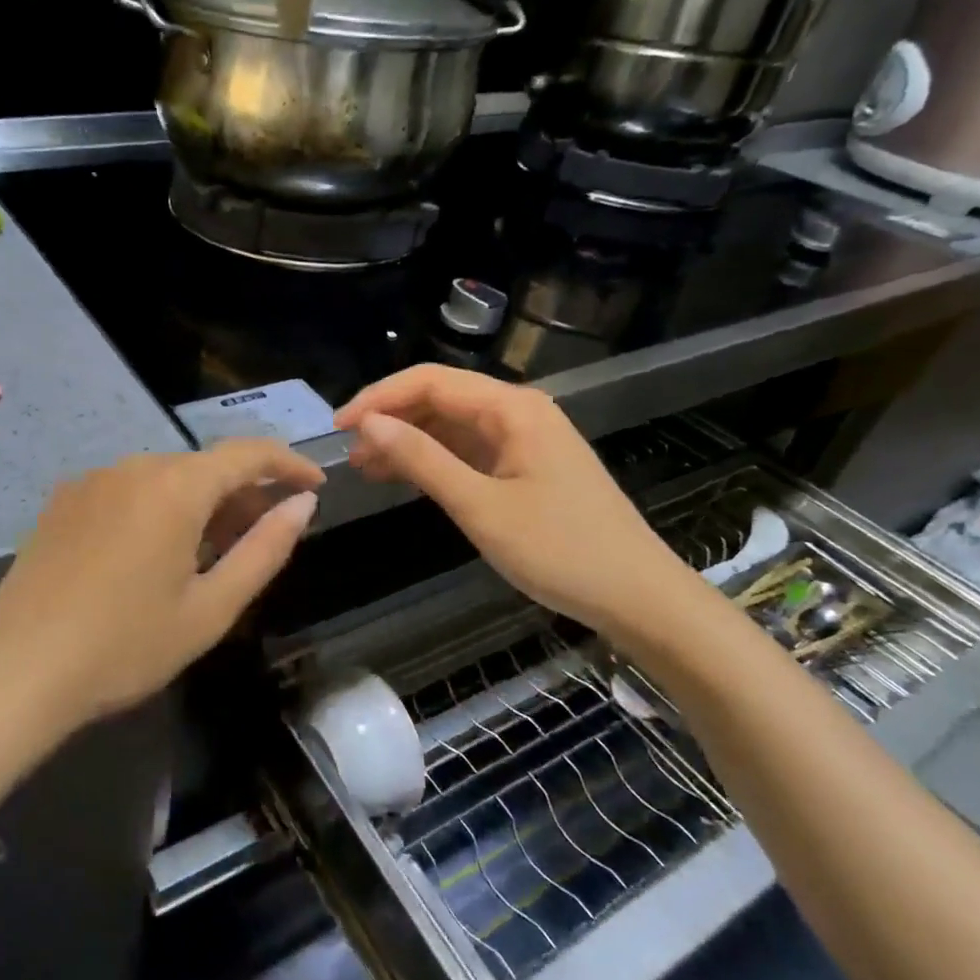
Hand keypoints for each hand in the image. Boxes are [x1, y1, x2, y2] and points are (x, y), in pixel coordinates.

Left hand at [0, 440, 323, 743]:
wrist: (16, 669)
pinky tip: (154, 551)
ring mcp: (93, 478)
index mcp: (176, 486)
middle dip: (244, 492)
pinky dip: (158, 506)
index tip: (315, 484)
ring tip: (212, 549)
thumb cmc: (125, 646)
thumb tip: (301, 504)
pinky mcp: (64, 498)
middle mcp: (134, 465)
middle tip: (266, 534)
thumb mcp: (210, 608)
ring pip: (165, 476)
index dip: (288, 463)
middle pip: (204, 465)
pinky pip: (128, 488)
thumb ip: (264, 550)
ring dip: (200, 501)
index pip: (248, 453)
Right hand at [335, 366, 702, 639]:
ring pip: (450, 424)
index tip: (338, 427)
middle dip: (390, 419)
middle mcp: (517, 411)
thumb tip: (368, 423)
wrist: (641, 599)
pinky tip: (401, 476)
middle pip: (439, 398)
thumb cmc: (561, 551)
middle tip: (347, 451)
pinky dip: (432, 460)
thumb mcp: (480, 506)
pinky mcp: (524, 465)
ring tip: (363, 466)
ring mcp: (523, 438)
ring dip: (407, 440)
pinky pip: (467, 449)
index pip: (429, 381)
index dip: (378, 398)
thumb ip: (422, 459)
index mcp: (512, 408)